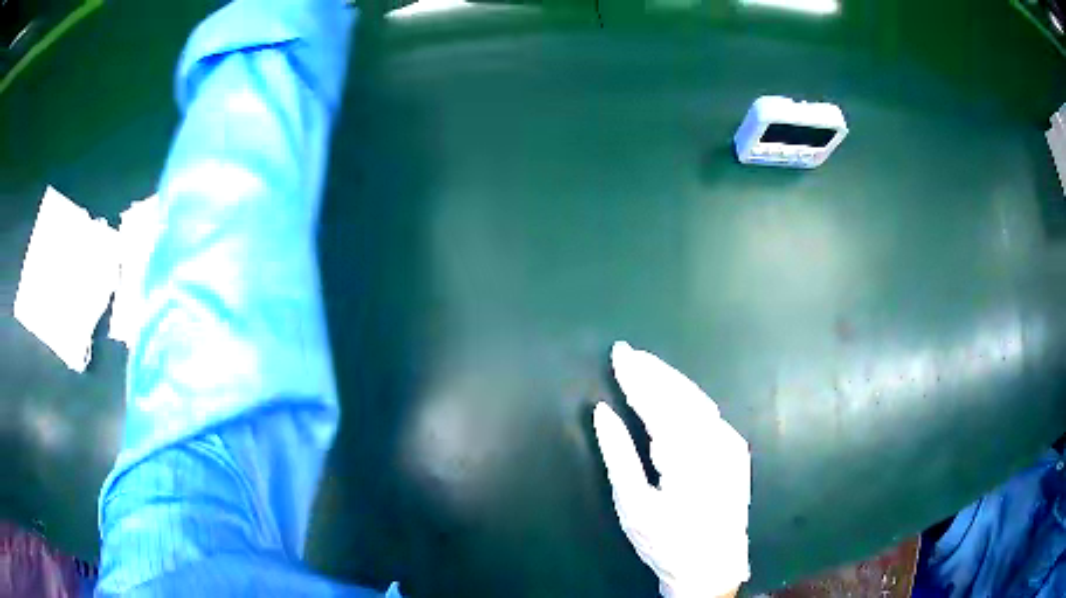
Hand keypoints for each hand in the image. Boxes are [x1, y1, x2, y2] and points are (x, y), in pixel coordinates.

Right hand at [594, 342, 750, 597]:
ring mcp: (731, 445)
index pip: (658, 403)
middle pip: (682, 394)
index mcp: (687, 455)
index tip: (619, 353)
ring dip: (671, 380)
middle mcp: (715, 441)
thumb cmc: (667, 541)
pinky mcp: (737, 451)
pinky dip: (688, 397)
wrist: (713, 566)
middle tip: (629, 352)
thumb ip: (617, 454)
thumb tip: (602, 411)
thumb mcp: (633, 505)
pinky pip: (710, 413)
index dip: (637, 376)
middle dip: (654, 370)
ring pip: (698, 400)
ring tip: (646, 365)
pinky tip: (675, 393)